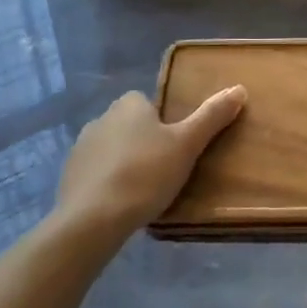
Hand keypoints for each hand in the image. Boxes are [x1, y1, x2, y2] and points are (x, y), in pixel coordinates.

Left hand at [55, 86, 246, 241]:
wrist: (92, 219)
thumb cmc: (145, 174)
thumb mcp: (187, 144)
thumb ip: (212, 116)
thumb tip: (239, 88)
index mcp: (129, 105)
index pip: (149, 103)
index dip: (164, 122)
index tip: (176, 146)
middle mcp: (101, 118)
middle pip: (130, 125)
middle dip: (144, 142)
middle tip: (165, 169)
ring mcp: (81, 148)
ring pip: (112, 149)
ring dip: (125, 162)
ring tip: (144, 190)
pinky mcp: (68, 176)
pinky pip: (96, 173)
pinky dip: (107, 182)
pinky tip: (120, 203)